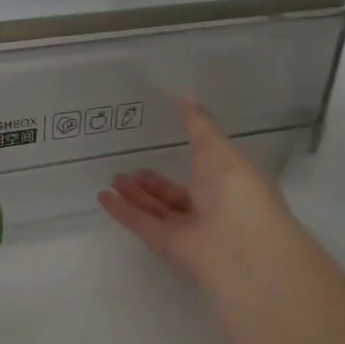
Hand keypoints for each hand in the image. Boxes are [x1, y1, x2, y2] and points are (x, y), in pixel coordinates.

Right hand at [99, 99, 307, 299]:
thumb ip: (199, 125)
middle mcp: (213, 207)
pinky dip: (124, 212)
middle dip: (155, 182)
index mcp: (232, 182)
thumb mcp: (218, 148)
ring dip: (137, 195)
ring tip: (114, 179)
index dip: (190, 155)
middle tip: (131, 168)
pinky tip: (104, 198)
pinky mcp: (170, 247)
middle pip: (178, 194)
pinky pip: (144, 224)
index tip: (166, 139)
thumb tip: (185, 96)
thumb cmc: (238, 190)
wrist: (241, 247)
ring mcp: (191, 229)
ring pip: (159, 210)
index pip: (208, 168)